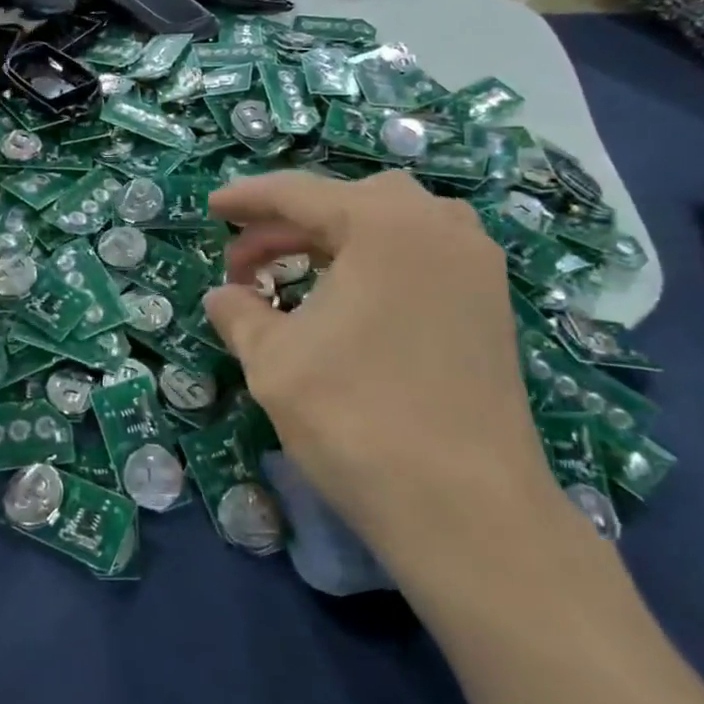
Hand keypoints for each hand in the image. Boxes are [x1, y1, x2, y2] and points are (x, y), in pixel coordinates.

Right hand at [204, 171, 565, 581]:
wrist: (468, 510)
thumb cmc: (357, 418)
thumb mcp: (273, 359)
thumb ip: (239, 313)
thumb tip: (222, 296)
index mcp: (385, 223)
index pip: (300, 193)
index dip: (248, 199)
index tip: (213, 208)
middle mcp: (439, 226)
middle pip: (349, 202)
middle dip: (290, 223)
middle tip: (246, 260)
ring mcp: (475, 265)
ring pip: (391, 226)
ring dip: (335, 239)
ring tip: (295, 273)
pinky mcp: (491, 305)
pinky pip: (421, 256)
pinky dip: (375, 262)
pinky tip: (348, 302)